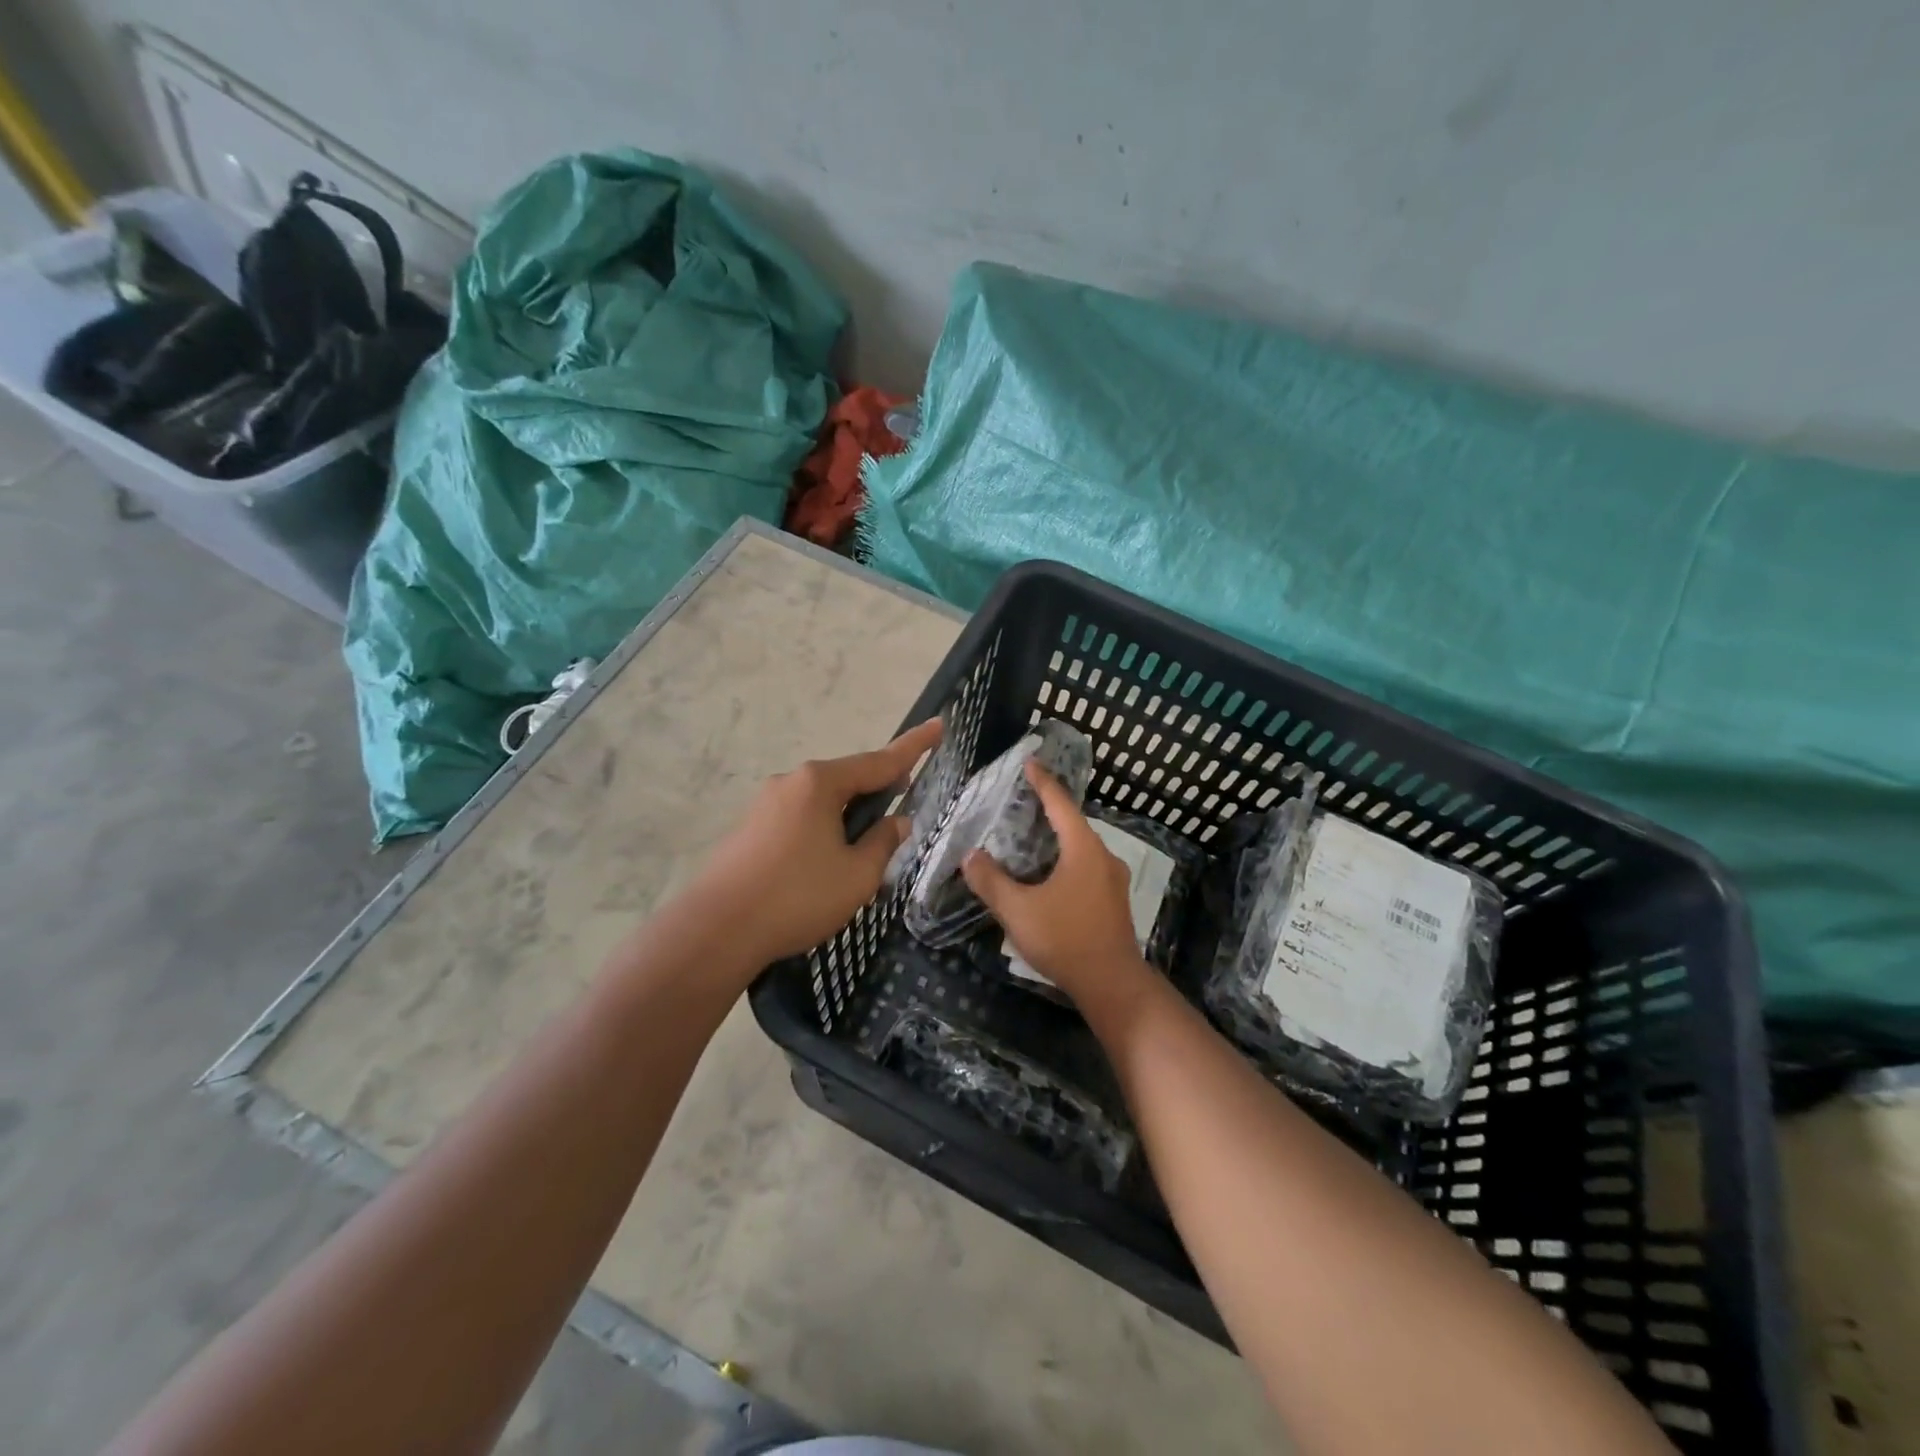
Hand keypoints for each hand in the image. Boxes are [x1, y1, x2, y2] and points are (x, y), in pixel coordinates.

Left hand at [692, 718, 942, 965]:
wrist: (716, 930)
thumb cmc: (797, 897)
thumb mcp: (857, 875)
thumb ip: (883, 843)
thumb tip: (896, 822)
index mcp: (820, 783)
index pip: (880, 761)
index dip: (914, 746)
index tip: (939, 725)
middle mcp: (791, 782)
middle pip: (847, 779)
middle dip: (878, 789)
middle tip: (903, 803)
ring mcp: (765, 804)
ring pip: (822, 801)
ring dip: (848, 816)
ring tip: (864, 849)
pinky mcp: (749, 828)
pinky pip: (799, 818)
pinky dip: (822, 829)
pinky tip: (824, 863)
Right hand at [961, 762, 1149, 1003]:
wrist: (1112, 984)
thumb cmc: (1065, 939)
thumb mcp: (1018, 910)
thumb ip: (991, 881)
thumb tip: (970, 856)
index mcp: (1082, 849)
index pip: (1060, 804)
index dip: (1042, 782)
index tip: (1029, 762)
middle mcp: (1103, 856)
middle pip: (1073, 823)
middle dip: (1048, 809)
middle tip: (1022, 799)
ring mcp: (1112, 879)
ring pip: (1081, 847)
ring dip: (1058, 836)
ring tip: (1031, 834)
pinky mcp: (1113, 900)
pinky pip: (1086, 866)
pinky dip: (1066, 858)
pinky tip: (1049, 872)